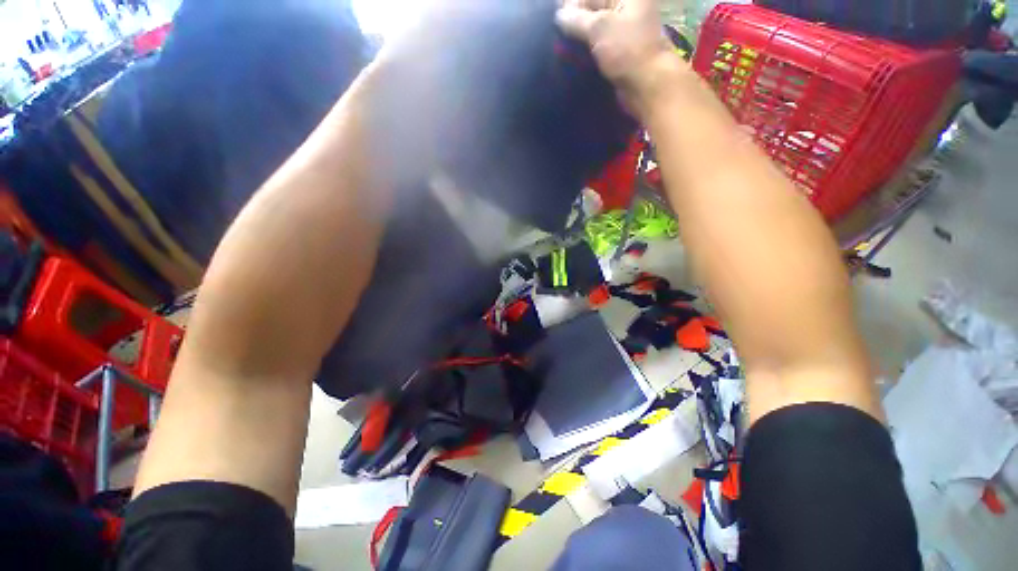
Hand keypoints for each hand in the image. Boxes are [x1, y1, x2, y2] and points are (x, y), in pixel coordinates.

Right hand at [556, 0, 679, 116]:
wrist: (646, 83)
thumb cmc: (626, 50)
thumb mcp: (599, 28)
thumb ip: (576, 19)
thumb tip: (559, 15)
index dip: (572, 5)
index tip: (558, 21)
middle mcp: (625, 6)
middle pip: (592, 8)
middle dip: (575, 20)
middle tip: (559, 36)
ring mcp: (623, 28)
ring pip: (593, 27)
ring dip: (578, 36)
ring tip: (564, 48)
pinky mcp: (619, 48)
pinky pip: (598, 43)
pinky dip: (586, 48)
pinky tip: (574, 56)